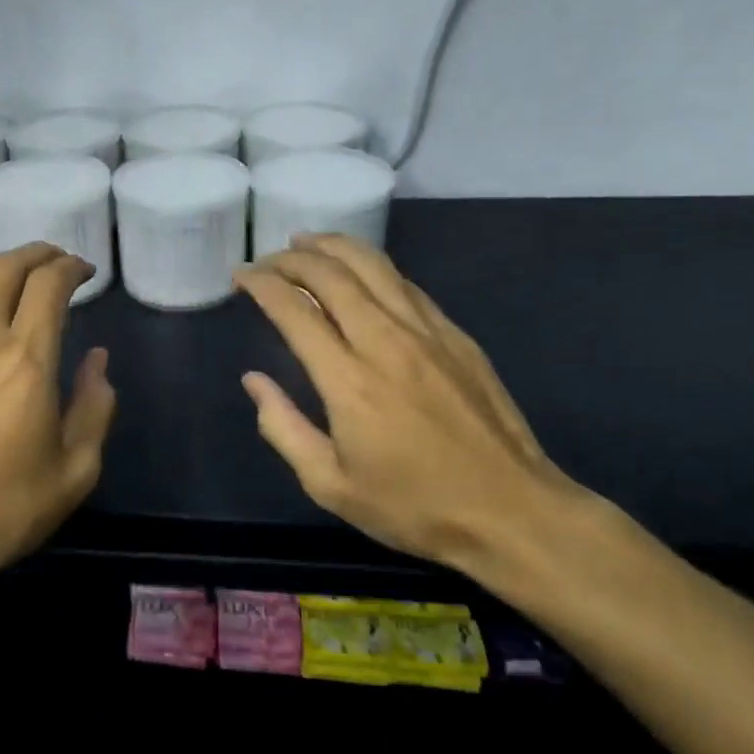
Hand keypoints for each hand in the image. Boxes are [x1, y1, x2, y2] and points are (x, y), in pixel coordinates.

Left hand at [0, 243, 115, 621]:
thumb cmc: (0, 512)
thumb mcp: (74, 472)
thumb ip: (95, 407)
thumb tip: (97, 360)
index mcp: (25, 361)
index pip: (49, 286)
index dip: (71, 268)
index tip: (85, 271)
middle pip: (6, 268)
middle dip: (37, 254)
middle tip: (57, 259)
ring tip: (18, 270)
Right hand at [235, 234, 585, 569]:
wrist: (512, 512)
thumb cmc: (414, 506)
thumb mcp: (331, 485)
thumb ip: (283, 428)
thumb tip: (254, 381)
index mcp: (348, 380)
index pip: (294, 310)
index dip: (262, 284)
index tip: (241, 275)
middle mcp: (385, 341)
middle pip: (332, 275)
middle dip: (292, 258)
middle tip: (268, 259)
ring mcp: (427, 333)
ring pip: (373, 266)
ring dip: (334, 247)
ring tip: (307, 242)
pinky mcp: (456, 336)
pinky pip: (406, 285)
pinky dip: (374, 268)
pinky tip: (362, 272)